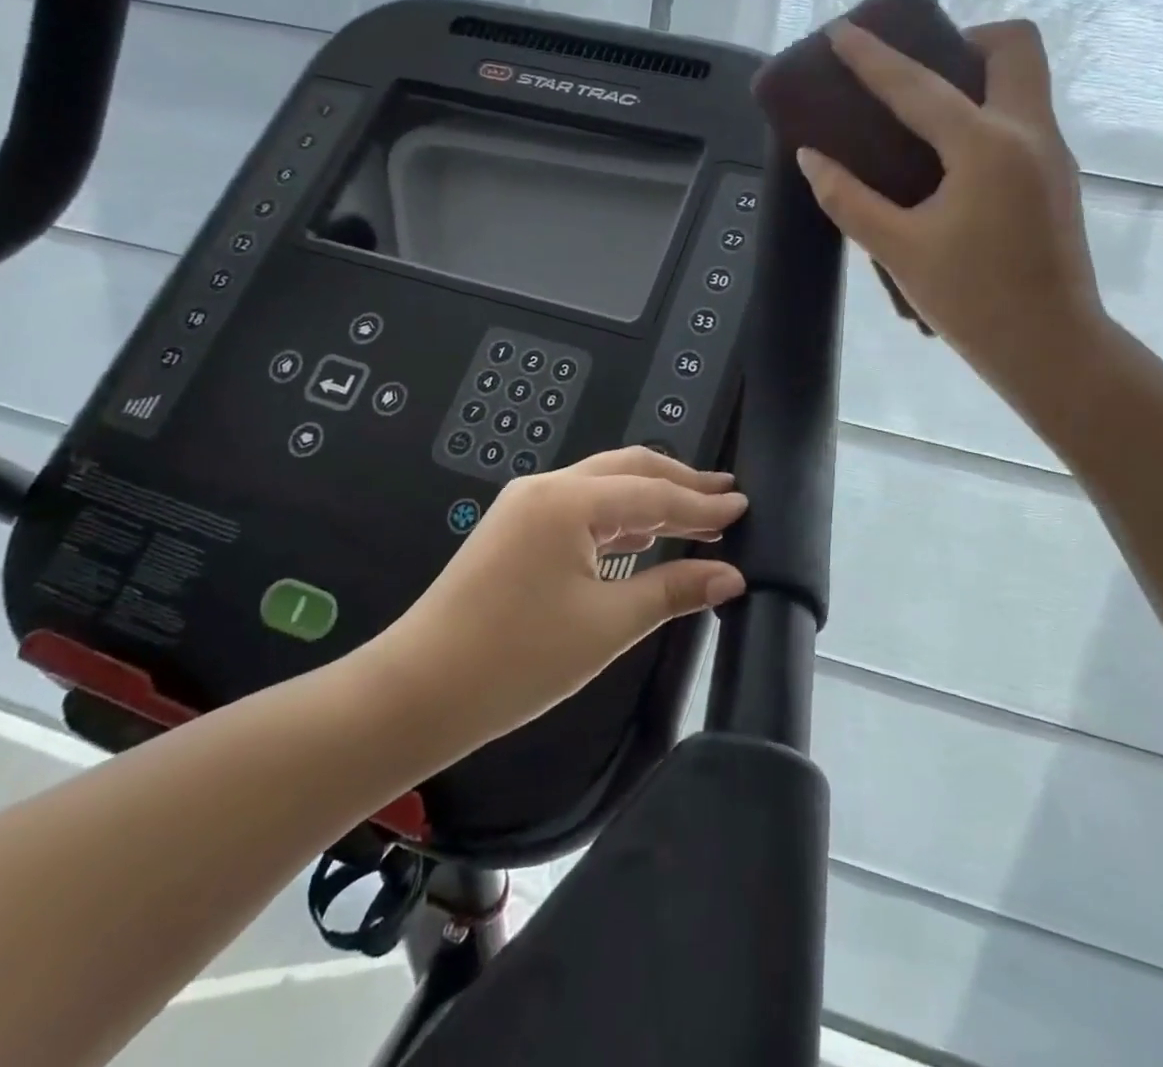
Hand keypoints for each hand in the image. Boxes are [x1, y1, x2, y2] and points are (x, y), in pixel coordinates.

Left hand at [365, 447, 747, 751]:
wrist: (418, 691)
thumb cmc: (518, 659)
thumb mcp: (606, 625)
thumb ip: (673, 590)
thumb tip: (731, 576)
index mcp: (570, 500)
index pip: (653, 493)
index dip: (702, 503)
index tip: (744, 504)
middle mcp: (547, 488)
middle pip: (628, 470)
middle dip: (679, 482)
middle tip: (724, 495)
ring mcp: (525, 505)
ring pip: (603, 486)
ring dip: (650, 498)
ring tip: (695, 513)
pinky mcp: (514, 529)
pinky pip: (580, 508)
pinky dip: (619, 516)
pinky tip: (644, 533)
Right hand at [795, 18, 1109, 414]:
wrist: (1050, 347)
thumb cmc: (972, 301)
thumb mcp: (898, 250)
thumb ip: (849, 200)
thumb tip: (812, 159)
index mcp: (986, 146)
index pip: (918, 86)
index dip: (873, 57)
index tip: (842, 31)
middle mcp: (1029, 132)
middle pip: (1013, 46)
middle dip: (963, 40)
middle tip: (918, 76)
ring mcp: (1052, 153)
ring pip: (1024, 80)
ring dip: (977, 77)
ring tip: (925, 118)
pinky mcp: (1057, 178)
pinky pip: (1023, 118)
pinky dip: (986, 114)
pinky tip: (951, 163)